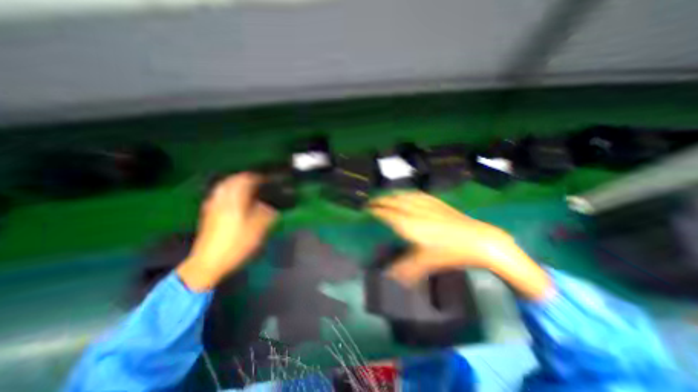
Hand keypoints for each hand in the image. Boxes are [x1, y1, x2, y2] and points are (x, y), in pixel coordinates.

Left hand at [176, 173, 279, 290]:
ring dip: (234, 183)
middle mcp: (222, 200)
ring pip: (222, 187)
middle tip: (255, 180)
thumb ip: (266, 215)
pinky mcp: (208, 214)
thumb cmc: (236, 245)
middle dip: (243, 178)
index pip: (245, 181)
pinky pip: (218, 195)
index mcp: (235, 202)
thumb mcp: (258, 230)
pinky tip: (232, 198)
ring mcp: (212, 207)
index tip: (265, 179)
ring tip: (245, 186)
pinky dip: (227, 191)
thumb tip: (271, 208)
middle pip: (231, 181)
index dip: (256, 178)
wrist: (208, 262)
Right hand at [368, 192, 513, 271]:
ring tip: (384, 197)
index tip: (366, 209)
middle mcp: (413, 210)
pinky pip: (416, 194)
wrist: (479, 240)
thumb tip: (388, 276)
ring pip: (403, 196)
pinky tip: (406, 194)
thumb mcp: (426, 263)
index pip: (386, 213)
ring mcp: (425, 204)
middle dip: (379, 201)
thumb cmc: (450, 252)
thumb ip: (405, 269)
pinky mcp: (436, 202)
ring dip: (391, 195)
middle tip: (371, 203)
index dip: (375, 210)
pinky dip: (406, 193)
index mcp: (408, 224)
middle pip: (392, 202)